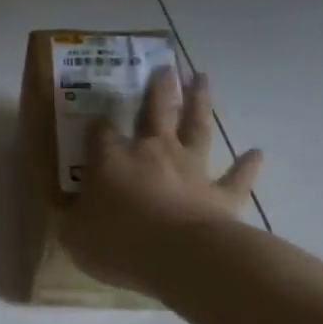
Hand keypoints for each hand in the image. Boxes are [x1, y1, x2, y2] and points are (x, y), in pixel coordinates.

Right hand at [60, 67, 261, 294]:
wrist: (180, 256)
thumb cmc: (117, 242)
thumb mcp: (74, 234)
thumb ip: (70, 218)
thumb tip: (65, 210)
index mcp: (112, 159)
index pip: (101, 131)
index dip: (98, 122)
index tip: (97, 115)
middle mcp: (153, 153)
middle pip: (157, 112)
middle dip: (160, 89)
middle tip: (165, 67)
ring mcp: (191, 170)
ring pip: (197, 128)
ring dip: (200, 103)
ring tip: (202, 79)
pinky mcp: (222, 194)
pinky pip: (236, 177)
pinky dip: (247, 165)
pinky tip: (257, 153)